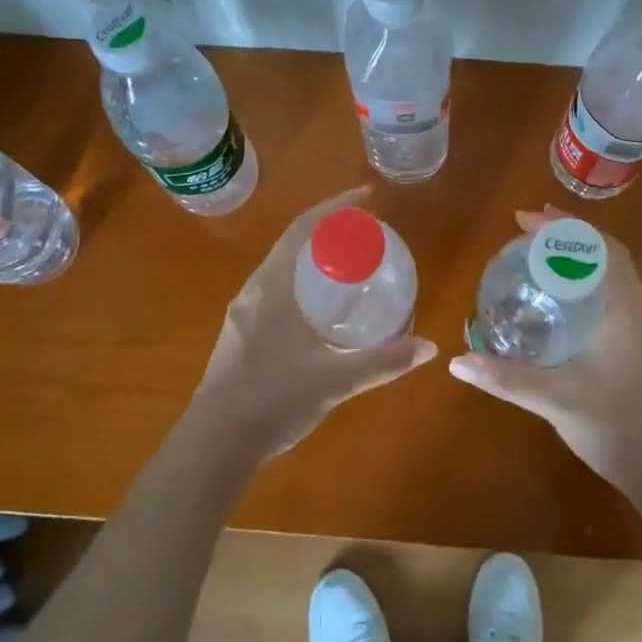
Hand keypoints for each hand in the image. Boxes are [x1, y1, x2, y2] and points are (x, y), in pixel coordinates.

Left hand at [188, 188, 436, 460]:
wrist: (213, 446)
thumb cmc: (272, 400)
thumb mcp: (334, 380)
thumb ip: (382, 362)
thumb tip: (429, 347)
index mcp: (272, 287)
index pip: (304, 228)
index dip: (336, 206)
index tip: (366, 196)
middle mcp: (254, 291)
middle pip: (293, 244)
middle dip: (329, 231)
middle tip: (366, 235)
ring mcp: (243, 315)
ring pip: (283, 270)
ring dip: (314, 259)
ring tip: (350, 268)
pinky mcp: (240, 336)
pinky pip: (276, 292)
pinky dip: (303, 285)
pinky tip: (322, 313)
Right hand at [449, 208, 641, 497]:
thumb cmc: (617, 426)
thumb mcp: (555, 400)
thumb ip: (506, 378)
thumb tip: (456, 361)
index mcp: (623, 310)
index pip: (600, 249)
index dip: (566, 228)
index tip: (527, 219)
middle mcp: (636, 311)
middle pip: (607, 255)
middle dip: (569, 236)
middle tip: (528, 231)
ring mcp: (641, 331)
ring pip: (612, 276)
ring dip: (580, 258)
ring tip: (540, 257)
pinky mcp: (639, 349)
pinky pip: (612, 296)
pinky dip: (586, 283)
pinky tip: (561, 303)